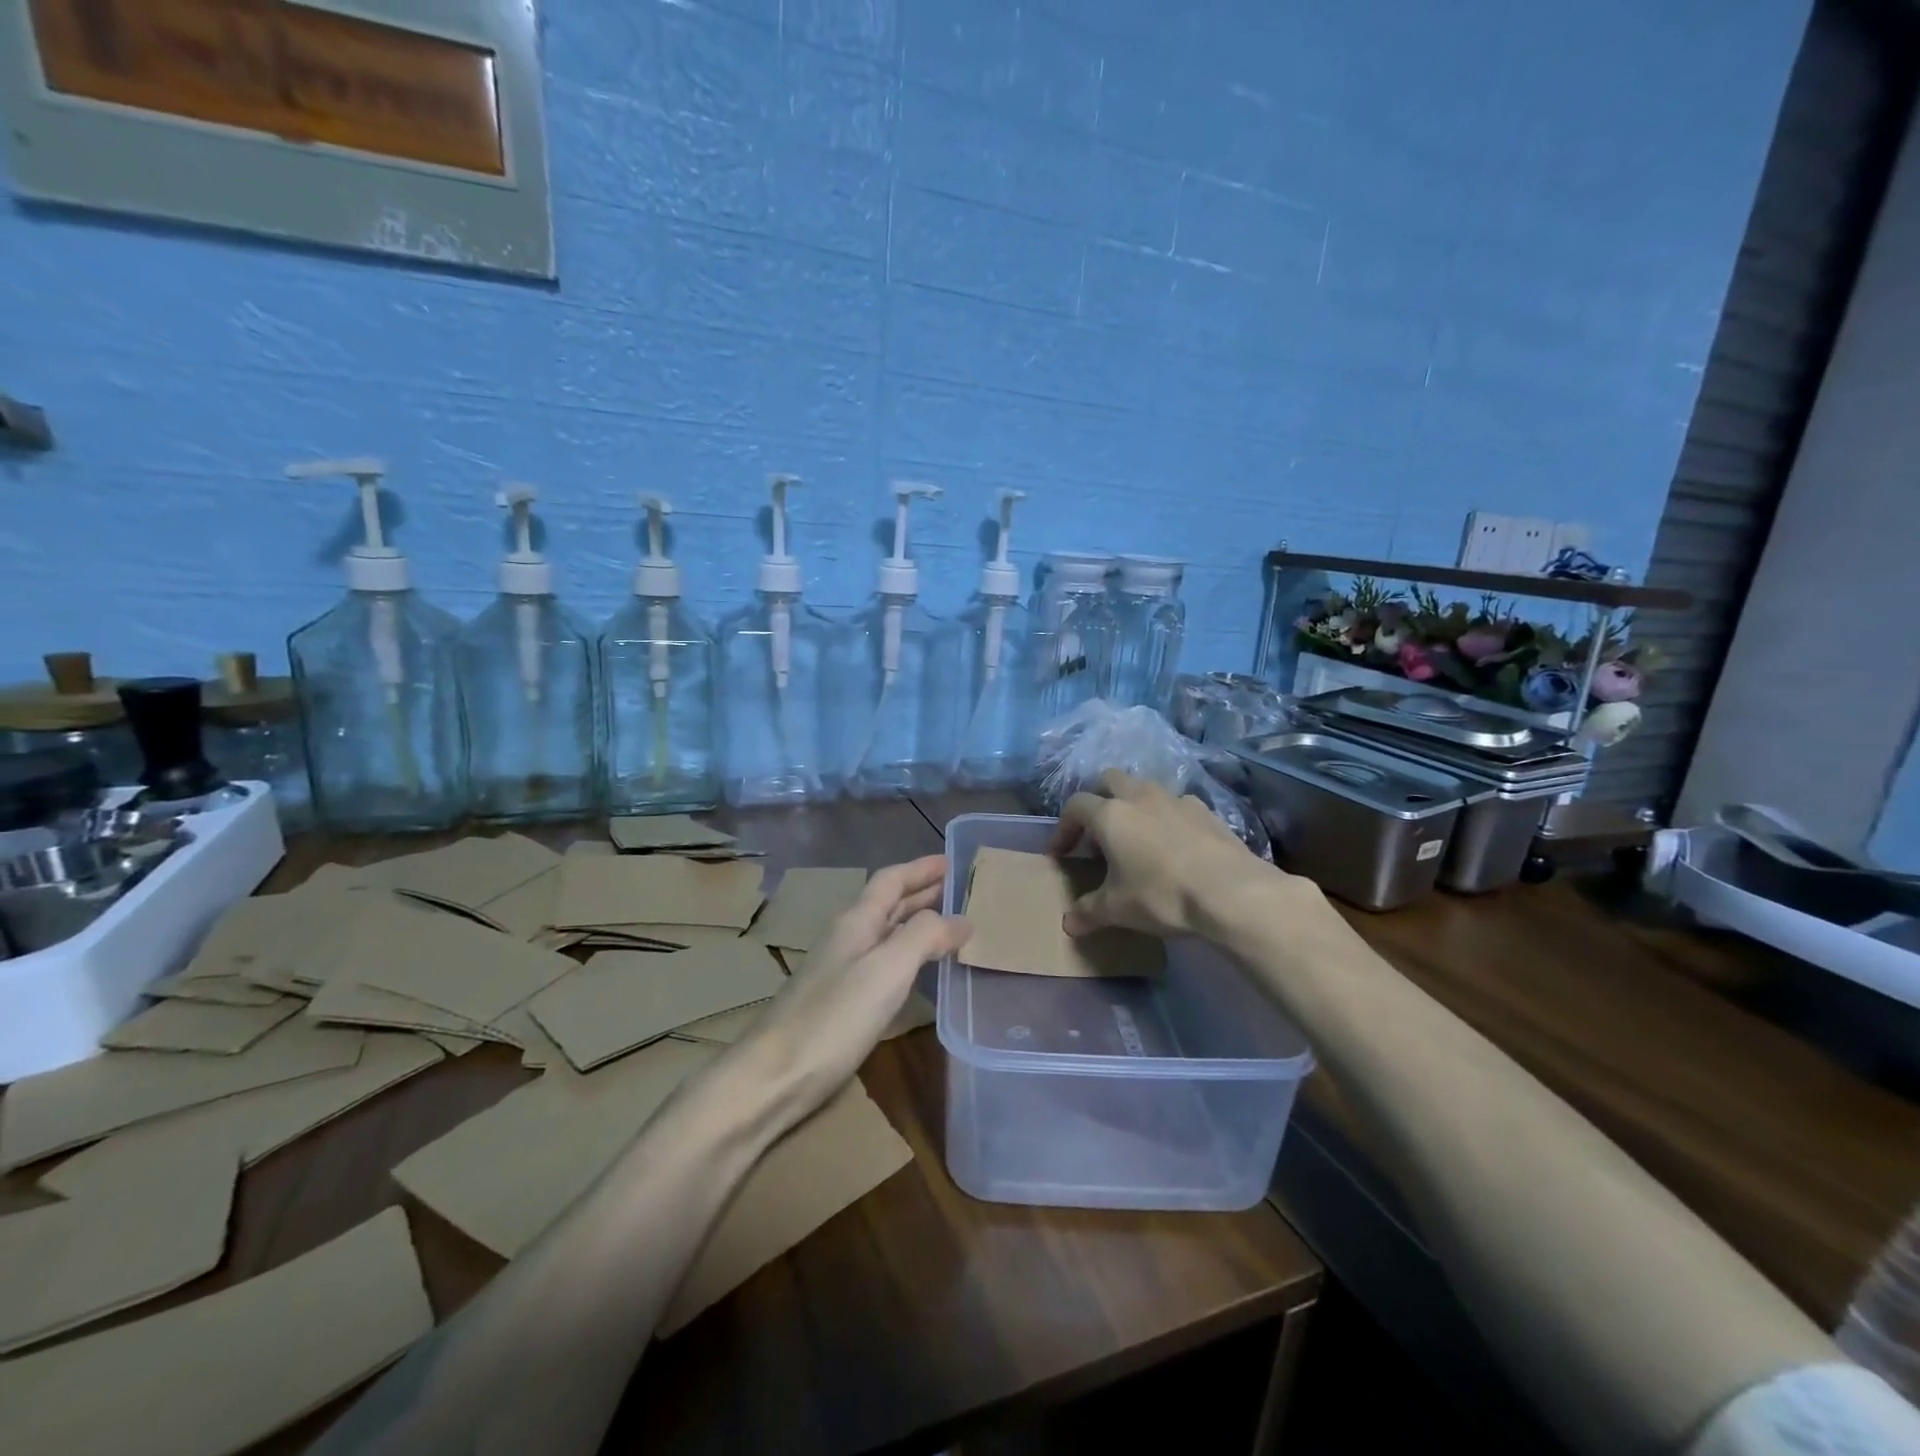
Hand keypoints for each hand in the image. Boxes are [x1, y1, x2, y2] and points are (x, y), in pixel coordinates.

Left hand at [743, 856, 969, 1108]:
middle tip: (959, 889)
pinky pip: (883, 962)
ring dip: (916, 922)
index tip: (952, 860)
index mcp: (856, 921)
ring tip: (949, 924)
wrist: (774, 1077)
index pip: (891, 880)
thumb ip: (924, 936)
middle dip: (922, 892)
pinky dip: (908, 954)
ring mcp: (841, 970)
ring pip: (886, 933)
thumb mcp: (887, 969)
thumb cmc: (833, 1017)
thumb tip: (960, 918)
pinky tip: (919, 970)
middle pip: (888, 903)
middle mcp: (848, 938)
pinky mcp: (841, 1002)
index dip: (921, 868)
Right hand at [1049, 771, 1293, 938]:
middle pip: (1109, 780)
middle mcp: (1140, 797)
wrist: (1232, 893)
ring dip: (1134, 806)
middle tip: (1098, 835)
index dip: (1063, 828)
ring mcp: (1177, 800)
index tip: (1061, 854)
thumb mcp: (1117, 909)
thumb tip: (1068, 924)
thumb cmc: (1162, 896)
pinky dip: (1167, 818)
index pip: (1075, 806)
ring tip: (1137, 840)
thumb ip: (1088, 912)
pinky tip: (1173, 846)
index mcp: (1111, 815)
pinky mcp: (1207, 811)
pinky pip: (1177, 806)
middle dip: (1098, 801)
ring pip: (1145, 788)